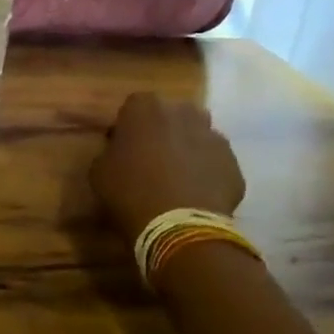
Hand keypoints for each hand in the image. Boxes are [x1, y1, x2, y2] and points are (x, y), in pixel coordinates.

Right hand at [90, 93, 246, 241]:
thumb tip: (120, 151)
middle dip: (164, 132)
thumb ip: (110, 151)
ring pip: (198, 136)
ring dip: (189, 149)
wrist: (179, 226)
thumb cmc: (130, 192)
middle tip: (153, 160)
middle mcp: (181, 111)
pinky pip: (216, 162)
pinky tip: (198, 195)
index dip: (129, 127)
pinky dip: (209, 173)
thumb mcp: (100, 171)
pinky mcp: (233, 162)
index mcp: (144, 107)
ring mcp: (212, 135)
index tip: (125, 148)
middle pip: (171, 116)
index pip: (134, 107)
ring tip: (179, 178)